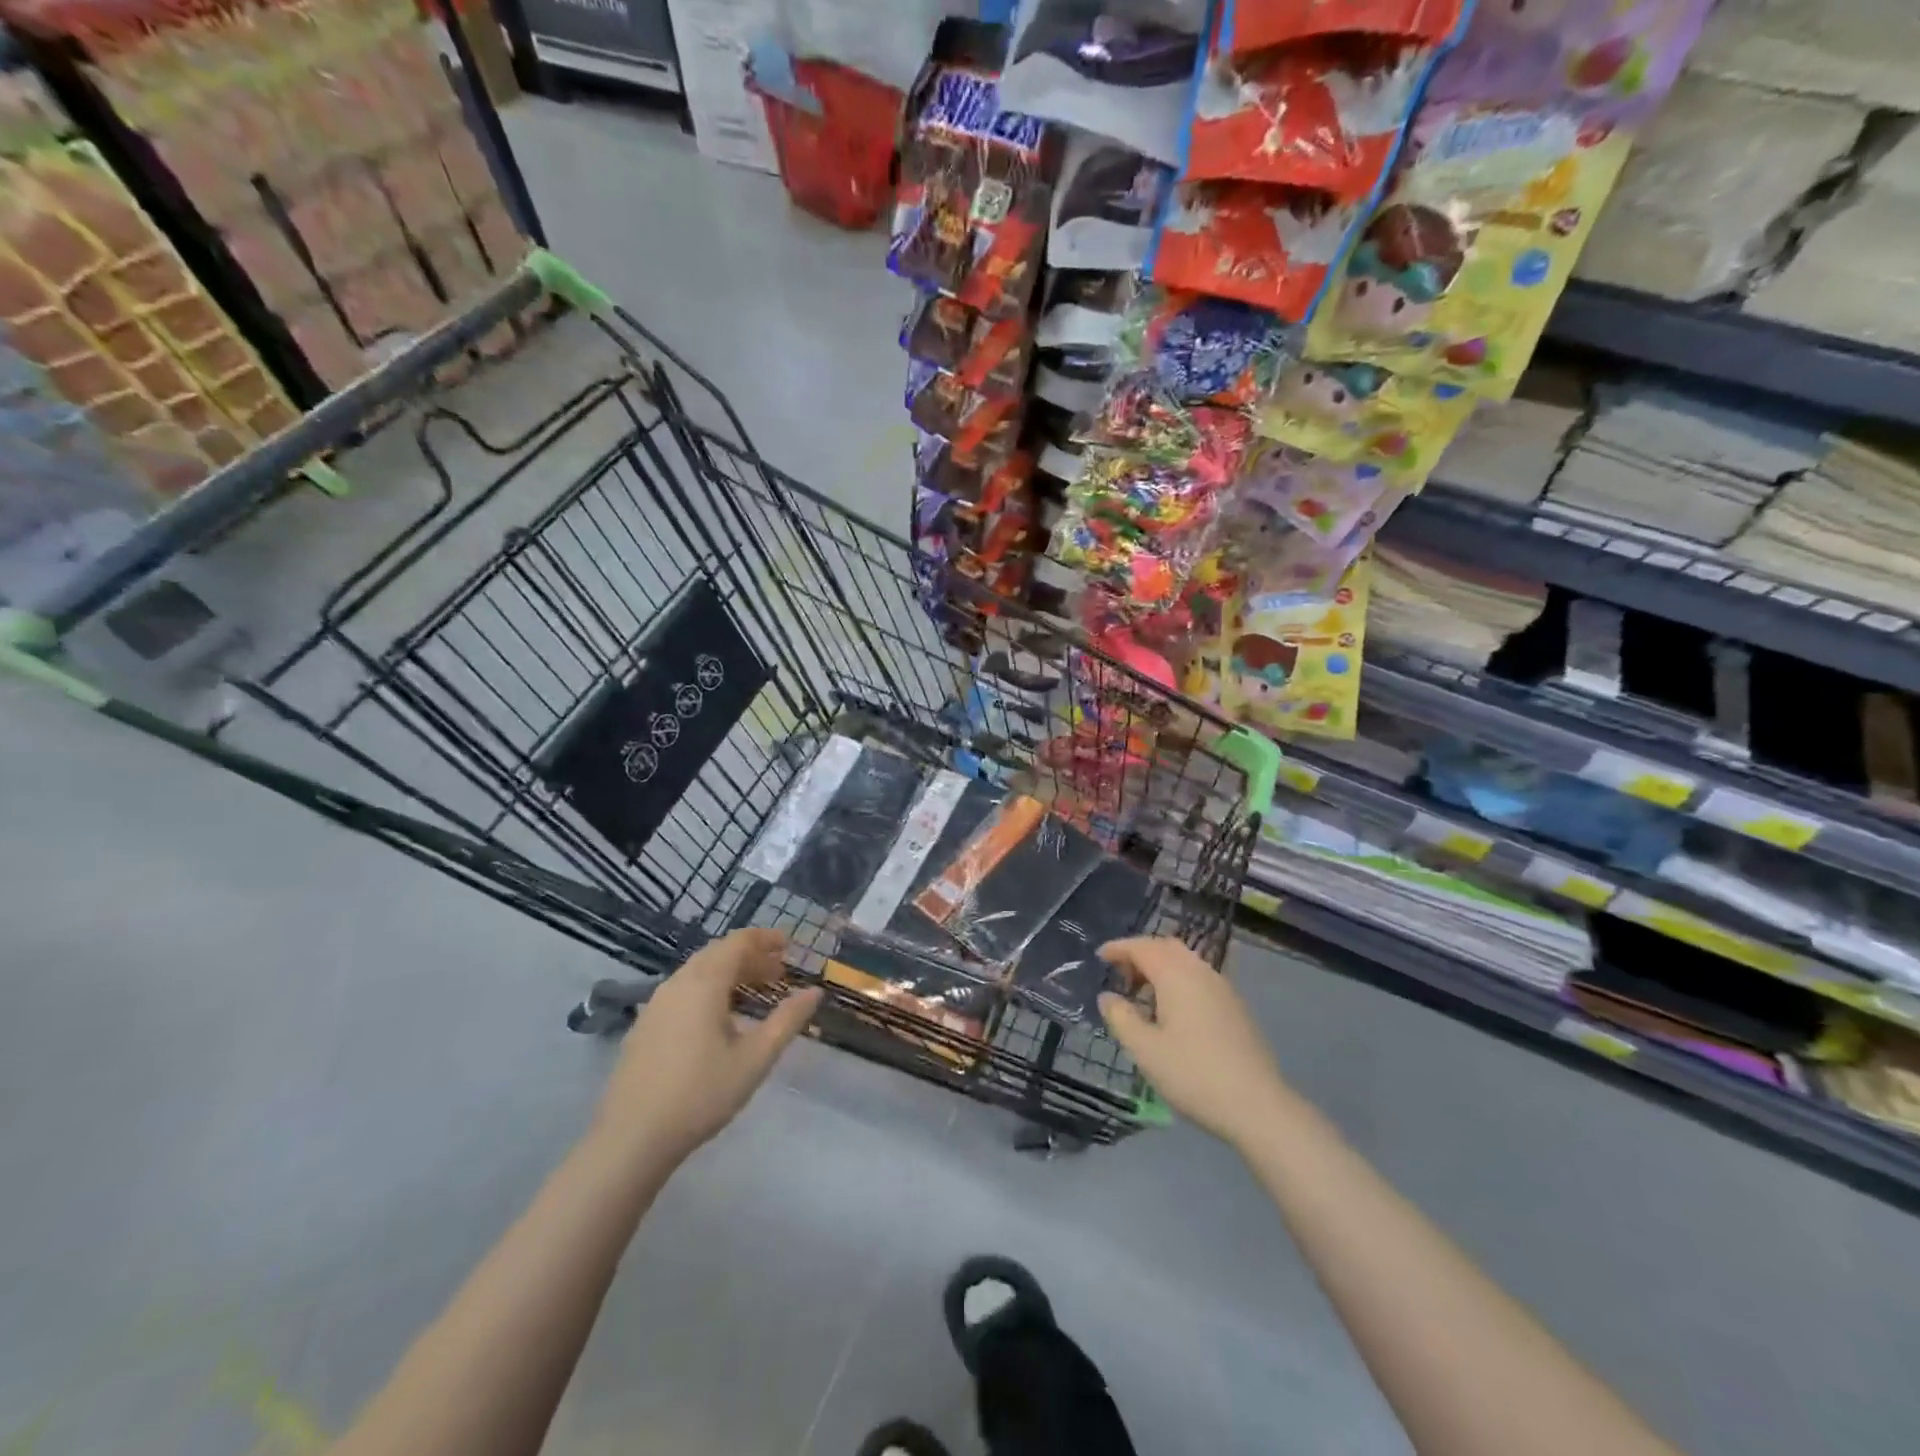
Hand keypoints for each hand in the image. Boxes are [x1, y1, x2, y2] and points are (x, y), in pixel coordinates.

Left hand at [595, 929, 823, 1164]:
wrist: (631, 1139)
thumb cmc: (700, 1095)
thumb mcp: (755, 1059)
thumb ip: (787, 1021)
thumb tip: (814, 992)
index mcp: (704, 983)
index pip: (737, 942)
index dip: (765, 938)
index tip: (789, 945)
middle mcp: (677, 983)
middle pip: (717, 954)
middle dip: (750, 956)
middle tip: (779, 971)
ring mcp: (655, 1004)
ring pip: (698, 972)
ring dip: (729, 973)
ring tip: (754, 992)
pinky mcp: (644, 1026)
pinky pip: (682, 990)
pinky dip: (708, 989)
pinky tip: (719, 1019)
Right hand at [1097, 937, 1288, 1148]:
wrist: (1257, 1106)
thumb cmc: (1193, 1074)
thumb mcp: (1145, 1050)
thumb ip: (1121, 1018)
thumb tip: (1107, 996)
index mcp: (1177, 975)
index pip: (1142, 947)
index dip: (1119, 948)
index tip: (1099, 957)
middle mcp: (1201, 972)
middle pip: (1166, 947)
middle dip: (1141, 954)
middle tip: (1120, 976)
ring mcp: (1223, 988)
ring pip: (1186, 962)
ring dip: (1161, 968)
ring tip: (1143, 995)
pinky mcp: (1235, 1007)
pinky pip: (1199, 978)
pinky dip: (1179, 981)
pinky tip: (1172, 1012)